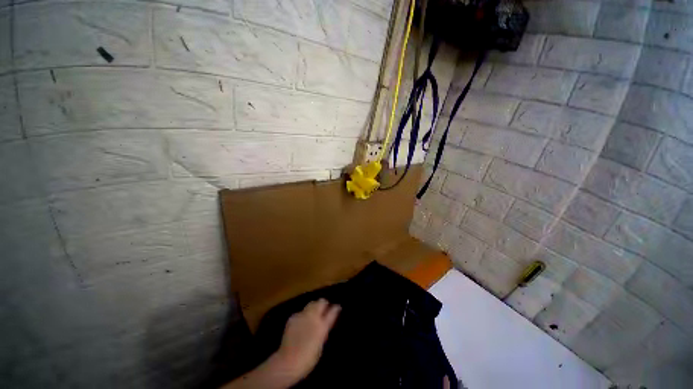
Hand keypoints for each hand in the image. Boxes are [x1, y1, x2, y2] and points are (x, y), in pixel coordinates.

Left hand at [272, 299, 340, 380]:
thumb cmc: (308, 359)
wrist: (287, 363)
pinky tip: (302, 323)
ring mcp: (302, 315)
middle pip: (321, 301)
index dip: (336, 308)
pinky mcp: (293, 317)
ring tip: (313, 314)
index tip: (338, 308)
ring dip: (314, 307)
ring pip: (311, 303)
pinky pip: (301, 312)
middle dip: (324, 304)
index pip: (333, 311)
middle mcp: (313, 316)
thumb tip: (325, 323)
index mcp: (322, 326)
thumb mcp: (320, 345)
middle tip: (324, 310)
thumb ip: (324, 330)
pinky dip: (304, 315)